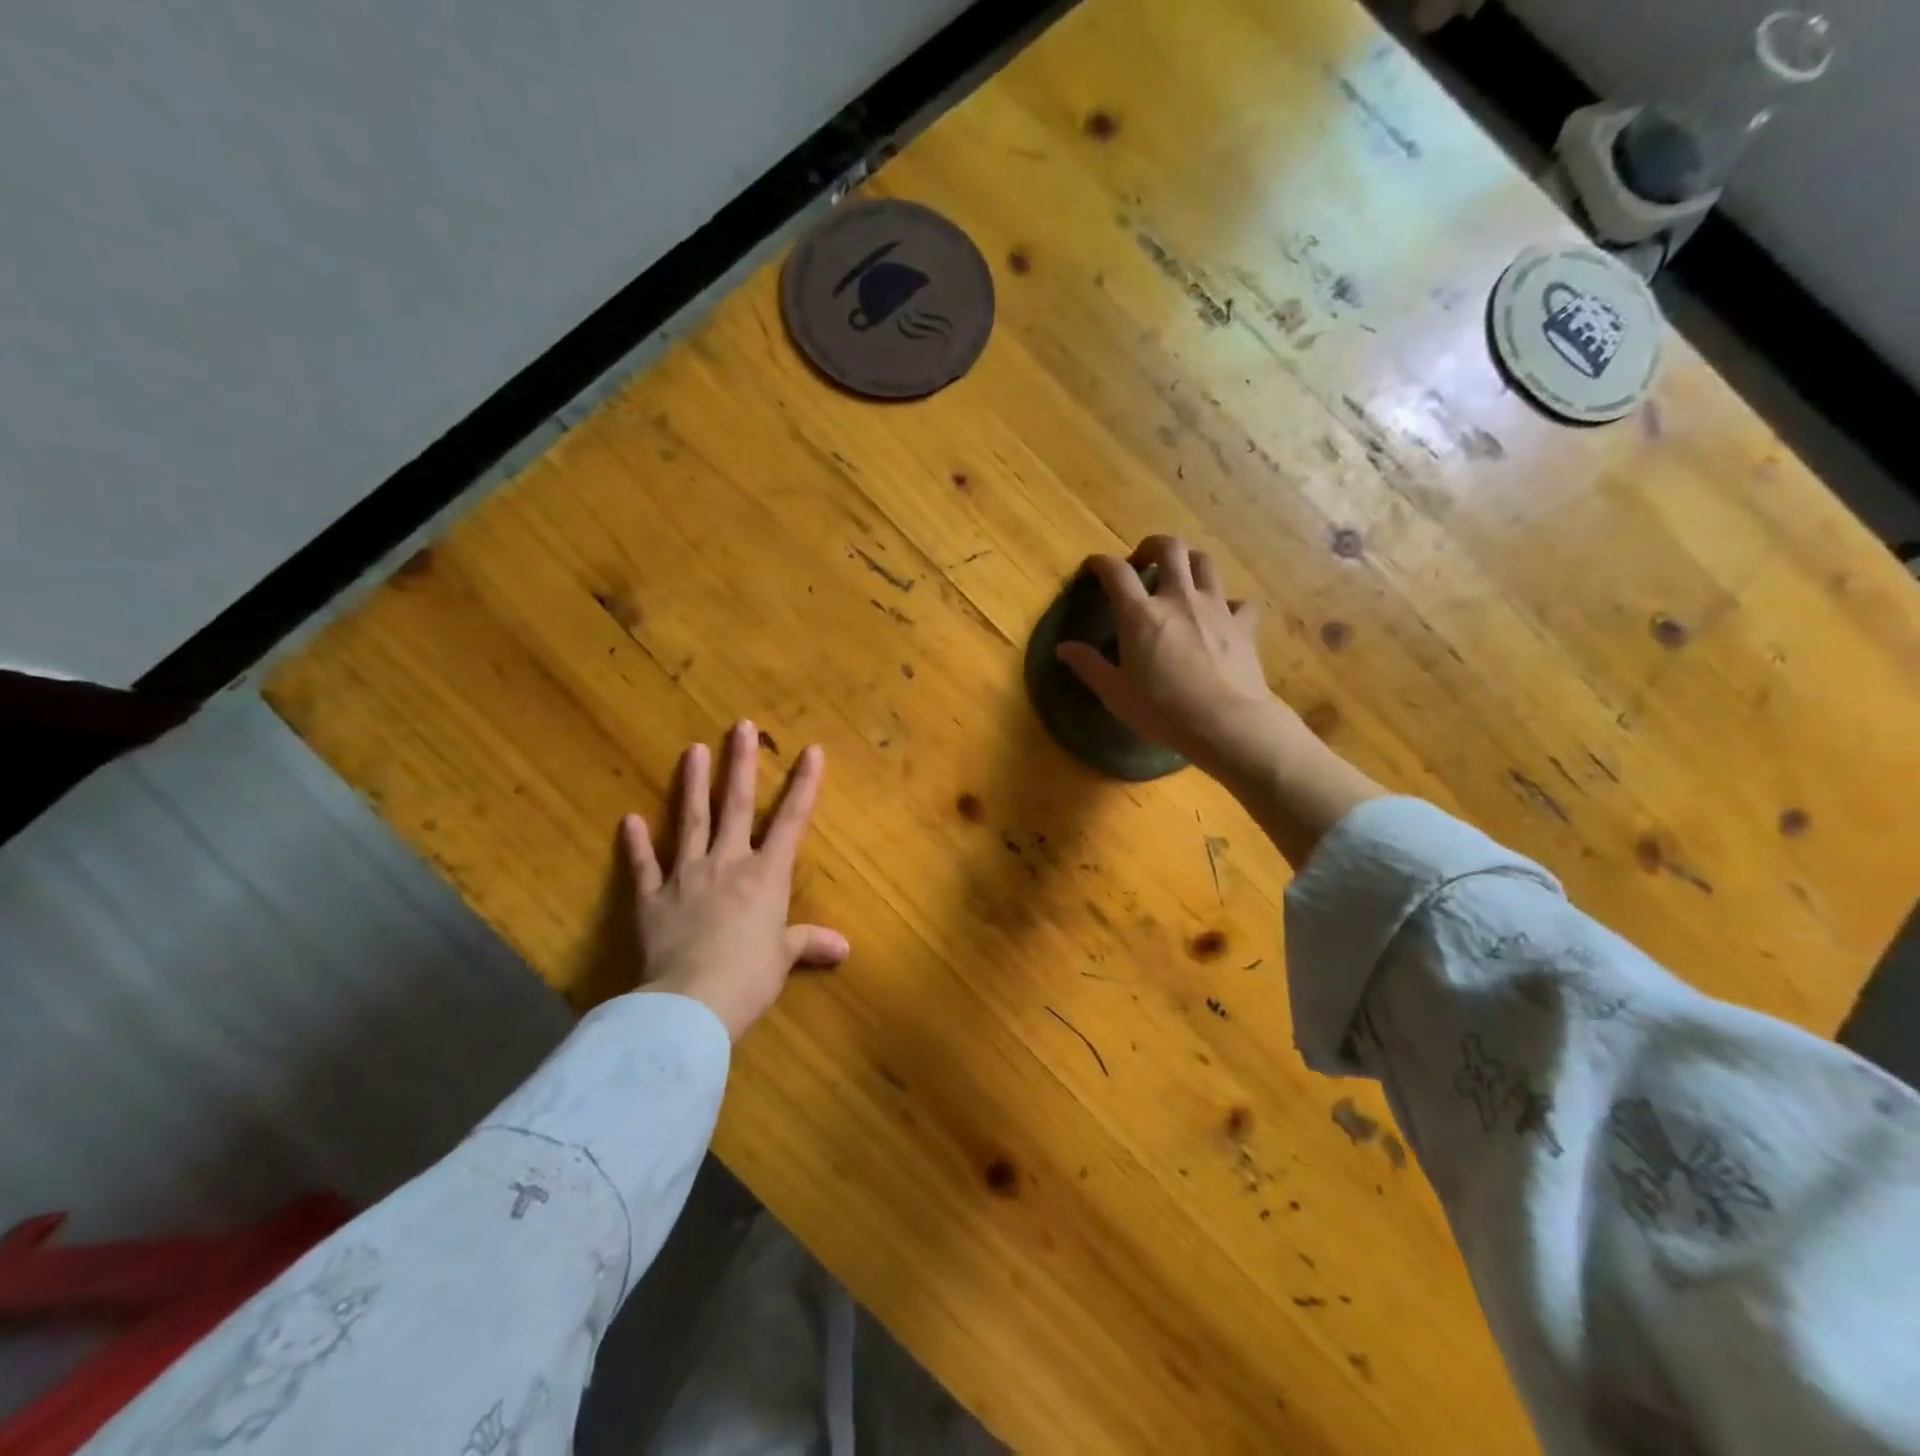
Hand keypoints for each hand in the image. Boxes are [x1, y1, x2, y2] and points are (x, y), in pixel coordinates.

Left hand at [623, 720, 848, 1040]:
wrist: (690, 1003)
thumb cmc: (748, 977)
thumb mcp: (783, 959)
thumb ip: (809, 943)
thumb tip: (844, 947)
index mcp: (765, 875)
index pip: (791, 821)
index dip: (804, 785)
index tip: (811, 750)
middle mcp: (727, 863)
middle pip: (737, 805)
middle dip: (741, 763)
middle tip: (740, 725)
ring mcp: (686, 876)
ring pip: (691, 820)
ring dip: (693, 784)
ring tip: (693, 749)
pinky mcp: (652, 898)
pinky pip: (644, 865)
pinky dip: (636, 843)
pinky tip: (629, 819)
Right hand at [1056, 535, 1291, 782]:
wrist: (1226, 723)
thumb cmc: (1163, 711)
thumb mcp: (1115, 694)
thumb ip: (1089, 666)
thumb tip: (1063, 648)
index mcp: (1140, 615)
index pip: (1116, 572)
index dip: (1101, 563)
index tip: (1093, 567)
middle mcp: (1178, 598)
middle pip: (1169, 548)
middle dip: (1152, 546)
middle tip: (1142, 561)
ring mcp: (1215, 607)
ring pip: (1205, 562)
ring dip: (1189, 561)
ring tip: (1180, 576)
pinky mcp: (1243, 624)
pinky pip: (1238, 601)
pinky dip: (1228, 603)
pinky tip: (1221, 616)